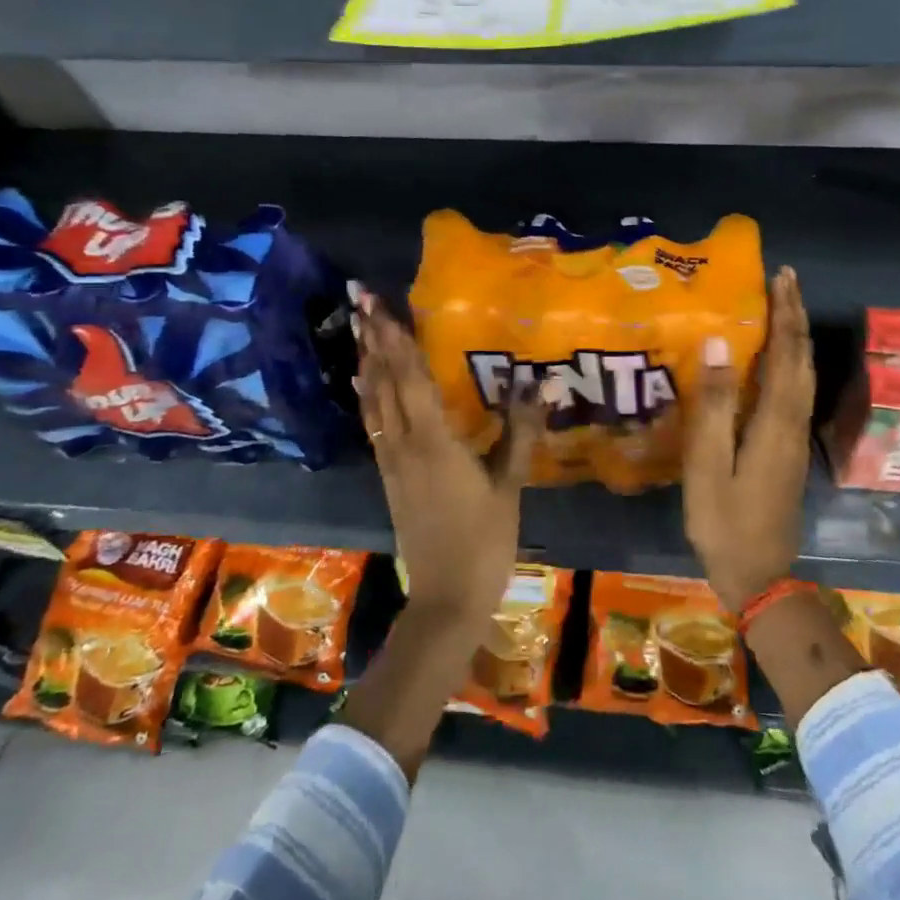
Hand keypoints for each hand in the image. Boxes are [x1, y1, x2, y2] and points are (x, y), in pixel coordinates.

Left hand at [353, 286, 546, 626]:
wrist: (446, 598)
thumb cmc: (484, 540)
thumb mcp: (509, 486)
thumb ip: (520, 432)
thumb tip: (540, 385)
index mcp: (434, 441)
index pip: (410, 378)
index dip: (395, 339)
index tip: (379, 306)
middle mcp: (404, 444)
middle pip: (383, 382)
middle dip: (372, 339)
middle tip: (360, 301)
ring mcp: (391, 461)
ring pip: (373, 401)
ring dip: (366, 362)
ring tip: (358, 330)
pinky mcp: (389, 477)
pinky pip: (373, 424)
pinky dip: (368, 396)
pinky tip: (365, 385)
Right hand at [682, 266, 814, 613]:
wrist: (760, 577)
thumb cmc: (725, 522)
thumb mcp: (709, 466)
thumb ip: (713, 405)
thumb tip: (719, 344)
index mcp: (776, 422)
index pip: (787, 355)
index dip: (785, 314)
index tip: (782, 277)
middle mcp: (793, 424)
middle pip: (802, 360)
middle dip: (795, 318)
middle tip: (784, 282)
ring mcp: (794, 439)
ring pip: (803, 376)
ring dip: (795, 338)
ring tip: (782, 309)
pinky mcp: (788, 451)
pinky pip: (794, 392)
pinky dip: (790, 363)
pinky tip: (773, 362)